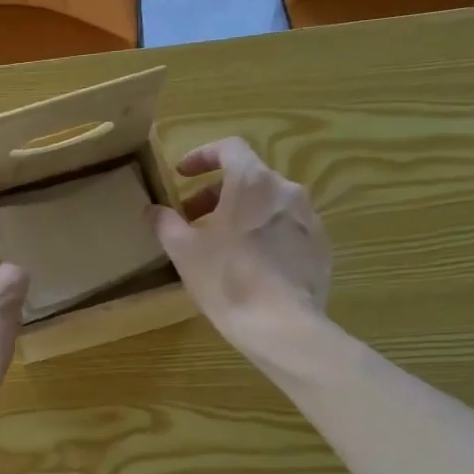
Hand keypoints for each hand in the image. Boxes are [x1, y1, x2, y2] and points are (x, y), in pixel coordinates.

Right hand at [151, 137, 332, 352]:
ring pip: (269, 203)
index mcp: (252, 182)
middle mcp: (286, 189)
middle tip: (192, 217)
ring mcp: (308, 218)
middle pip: (248, 177)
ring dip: (242, 213)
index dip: (202, 156)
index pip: (228, 148)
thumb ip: (165, 223)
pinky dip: (265, 234)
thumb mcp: (184, 251)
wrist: (282, 326)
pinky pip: (287, 228)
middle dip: (216, 192)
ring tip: (221, 242)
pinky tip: (251, 264)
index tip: (182, 175)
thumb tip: (153, 210)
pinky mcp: (320, 246)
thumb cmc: (227, 280)